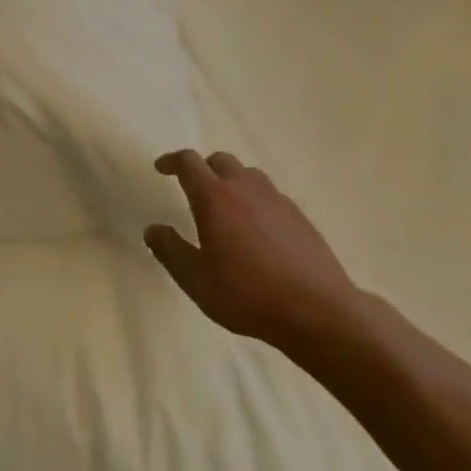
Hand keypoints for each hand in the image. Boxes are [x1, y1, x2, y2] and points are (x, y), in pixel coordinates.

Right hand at [144, 149, 366, 349]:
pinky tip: (256, 229)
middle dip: (202, 167)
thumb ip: (169, 250)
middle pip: (220, 160)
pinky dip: (255, 201)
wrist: (317, 310)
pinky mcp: (300, 217)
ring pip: (248, 175)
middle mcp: (245, 188)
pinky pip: (270, 196)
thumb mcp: (195, 279)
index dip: (171, 161)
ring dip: (231, 181)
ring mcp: (277, 200)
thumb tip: (153, 229)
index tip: (161, 167)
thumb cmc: (246, 294)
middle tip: (192, 187)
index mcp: (214, 197)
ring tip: (225, 206)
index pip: (188, 162)